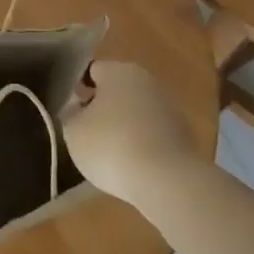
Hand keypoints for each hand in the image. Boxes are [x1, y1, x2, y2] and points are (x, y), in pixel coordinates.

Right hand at [61, 60, 204, 207]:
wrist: (168, 182)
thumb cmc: (111, 146)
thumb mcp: (73, 131)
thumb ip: (70, 113)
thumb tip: (77, 107)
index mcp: (118, 71)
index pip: (91, 71)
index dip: (77, 88)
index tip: (69, 110)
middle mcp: (146, 81)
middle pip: (116, 89)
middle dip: (101, 107)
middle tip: (85, 131)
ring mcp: (169, 108)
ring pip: (136, 112)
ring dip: (123, 126)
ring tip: (108, 153)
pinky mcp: (184, 136)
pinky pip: (152, 134)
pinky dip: (142, 144)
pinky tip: (132, 166)